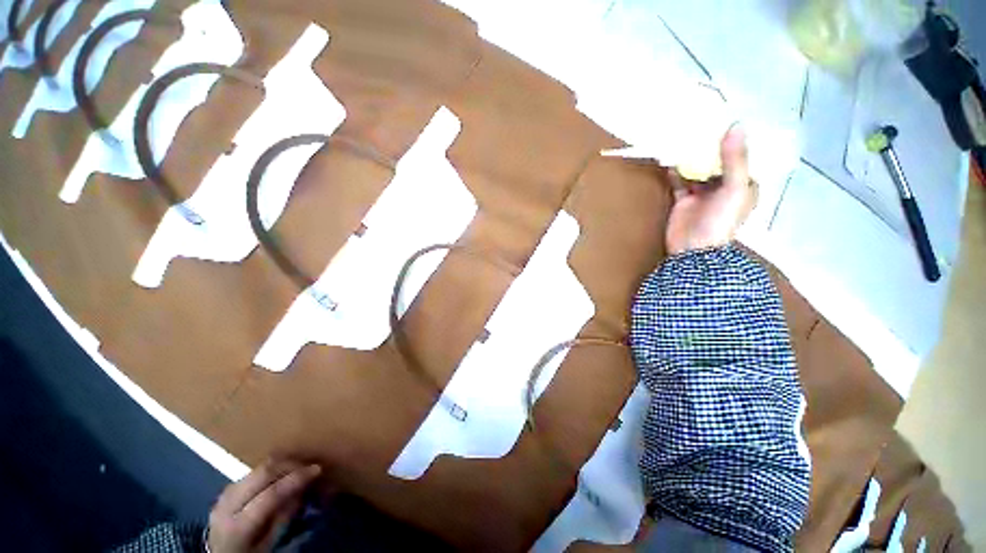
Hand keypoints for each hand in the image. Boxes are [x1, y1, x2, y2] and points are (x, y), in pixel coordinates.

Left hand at [207, 460, 321, 552]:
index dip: (296, 479)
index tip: (317, 469)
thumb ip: (283, 518)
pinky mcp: (227, 489)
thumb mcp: (268, 545)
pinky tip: (280, 476)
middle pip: (262, 472)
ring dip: (281, 464)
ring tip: (298, 468)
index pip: (271, 494)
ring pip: (257, 468)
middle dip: (290, 464)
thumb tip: (302, 490)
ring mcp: (224, 494)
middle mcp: (228, 505)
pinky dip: (270, 470)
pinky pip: (252, 472)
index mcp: (238, 526)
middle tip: (309, 465)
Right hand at [666, 125, 756, 254]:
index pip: (741, 156)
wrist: (693, 249)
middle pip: (717, 161)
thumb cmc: (720, 220)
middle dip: (709, 145)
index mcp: (743, 184)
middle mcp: (724, 186)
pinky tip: (669, 158)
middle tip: (700, 122)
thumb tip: (736, 124)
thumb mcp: (734, 188)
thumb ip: (735, 159)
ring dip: (691, 156)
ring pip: (697, 169)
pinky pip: (679, 181)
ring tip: (683, 135)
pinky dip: (674, 170)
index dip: (734, 139)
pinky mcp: (683, 200)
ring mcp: (702, 194)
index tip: (725, 119)